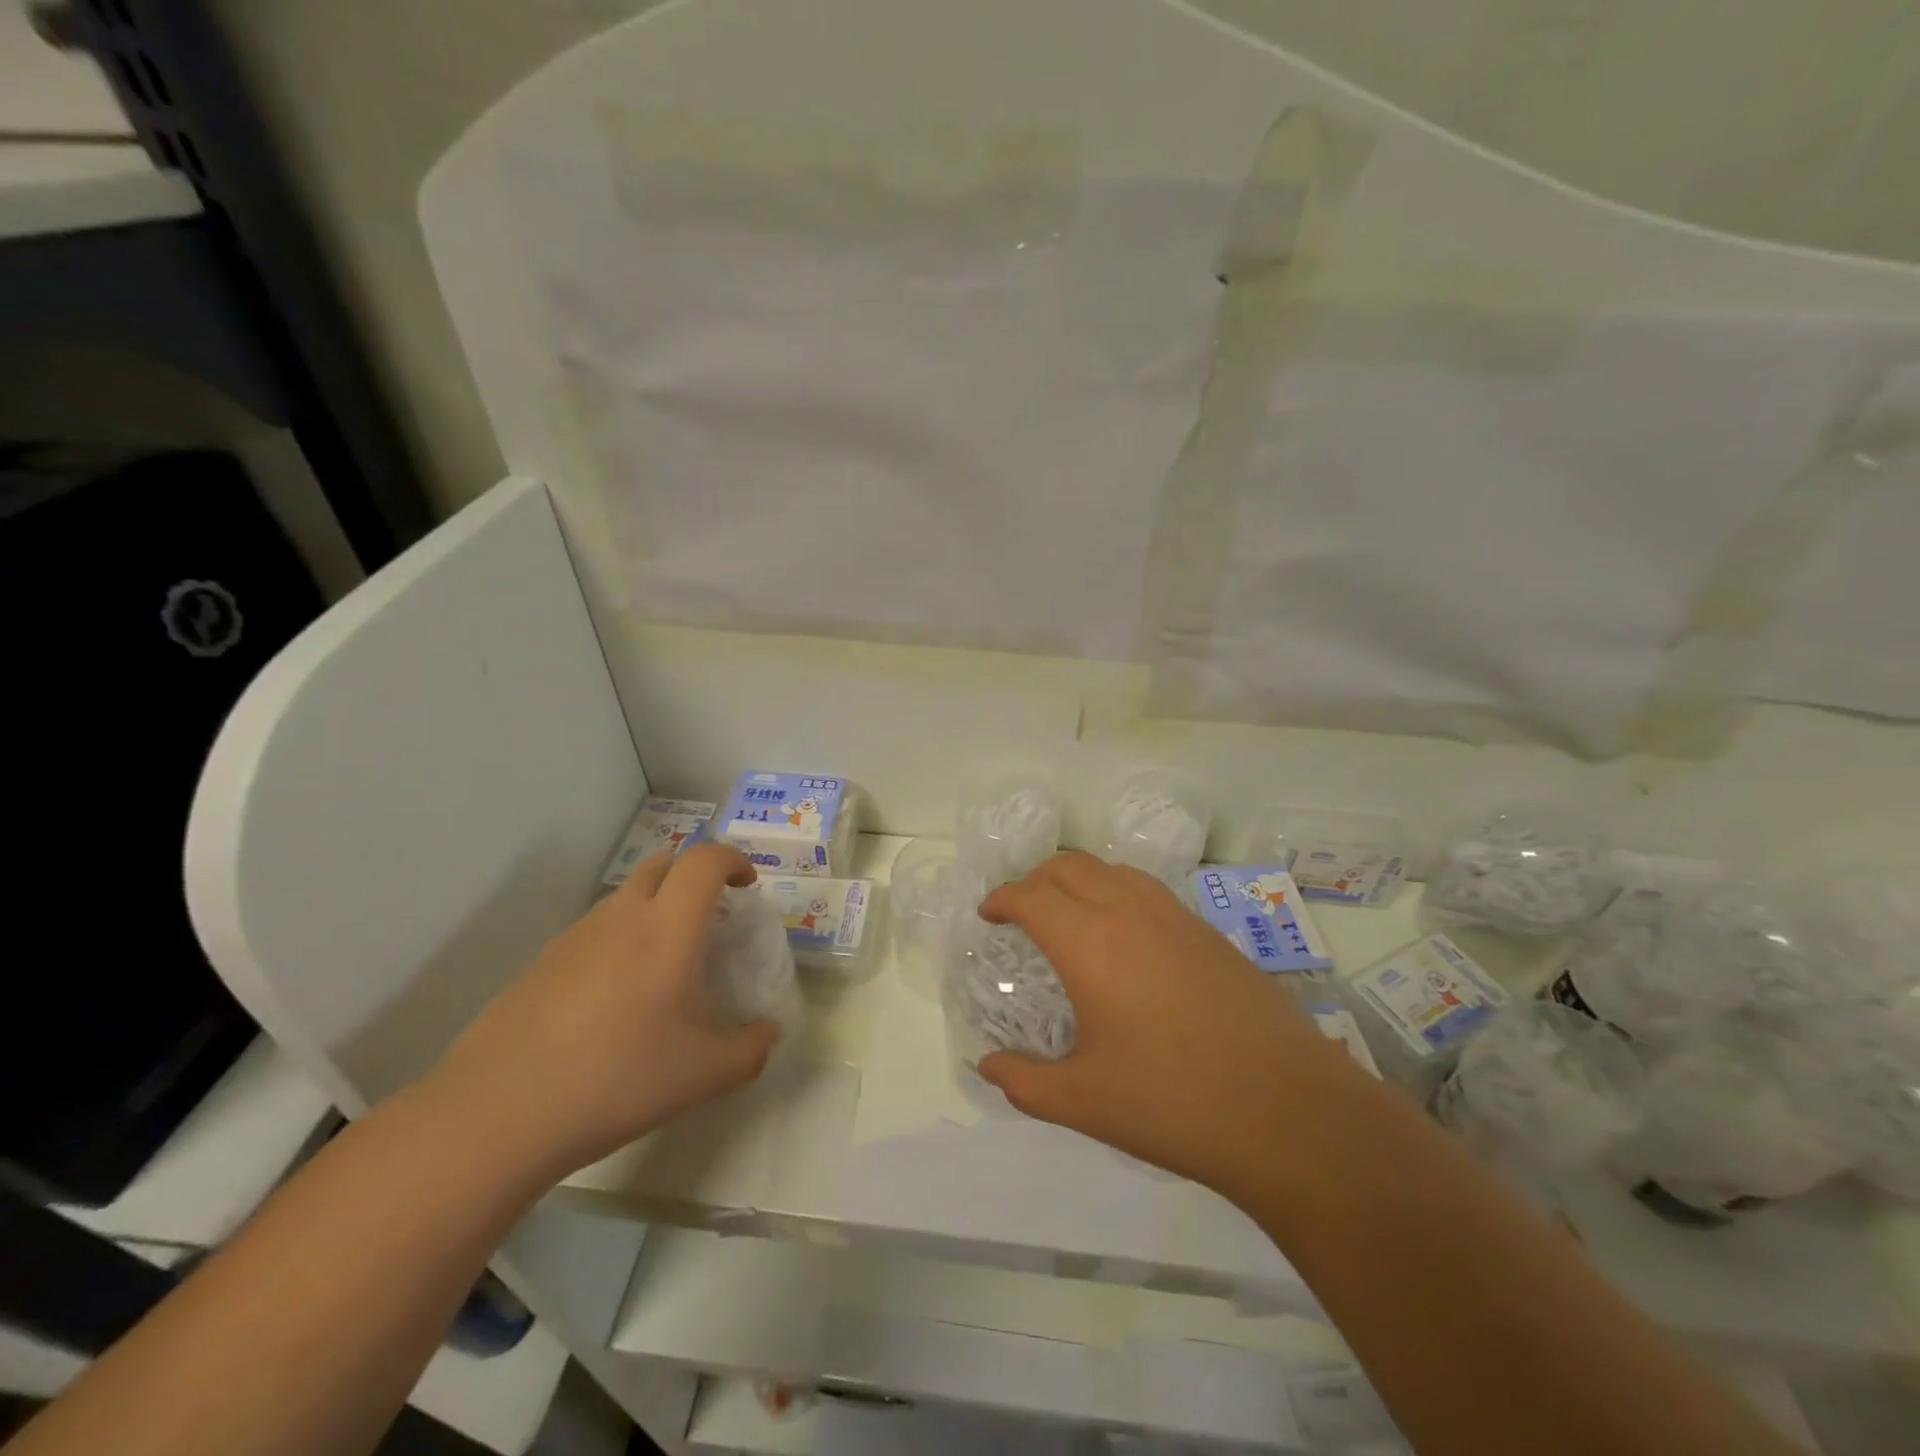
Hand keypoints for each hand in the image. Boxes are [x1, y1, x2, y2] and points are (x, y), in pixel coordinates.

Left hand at [430, 843, 779, 1181]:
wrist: (496, 1115)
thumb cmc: (616, 1081)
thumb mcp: (702, 1076)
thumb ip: (750, 1051)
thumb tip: (767, 1034)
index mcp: (667, 928)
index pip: (704, 860)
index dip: (733, 861)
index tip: (747, 886)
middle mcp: (621, 918)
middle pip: (662, 864)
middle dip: (693, 877)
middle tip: (709, 919)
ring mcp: (574, 937)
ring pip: (624, 897)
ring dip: (654, 909)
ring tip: (662, 966)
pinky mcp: (540, 964)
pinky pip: (593, 932)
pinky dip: (618, 942)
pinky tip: (613, 1001)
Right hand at [977, 852, 1362, 1195]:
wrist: (1287, 1111)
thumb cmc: (1173, 1104)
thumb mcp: (1084, 1101)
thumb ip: (1025, 1081)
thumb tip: (987, 1066)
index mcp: (1090, 944)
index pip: (1032, 896)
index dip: (1003, 898)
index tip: (989, 914)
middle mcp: (1129, 913)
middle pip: (1070, 867)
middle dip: (1036, 879)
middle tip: (1021, 910)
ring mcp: (1175, 917)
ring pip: (1113, 869)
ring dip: (1079, 879)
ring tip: (1070, 912)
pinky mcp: (1209, 933)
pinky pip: (1149, 889)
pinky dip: (1118, 891)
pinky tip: (1126, 935)